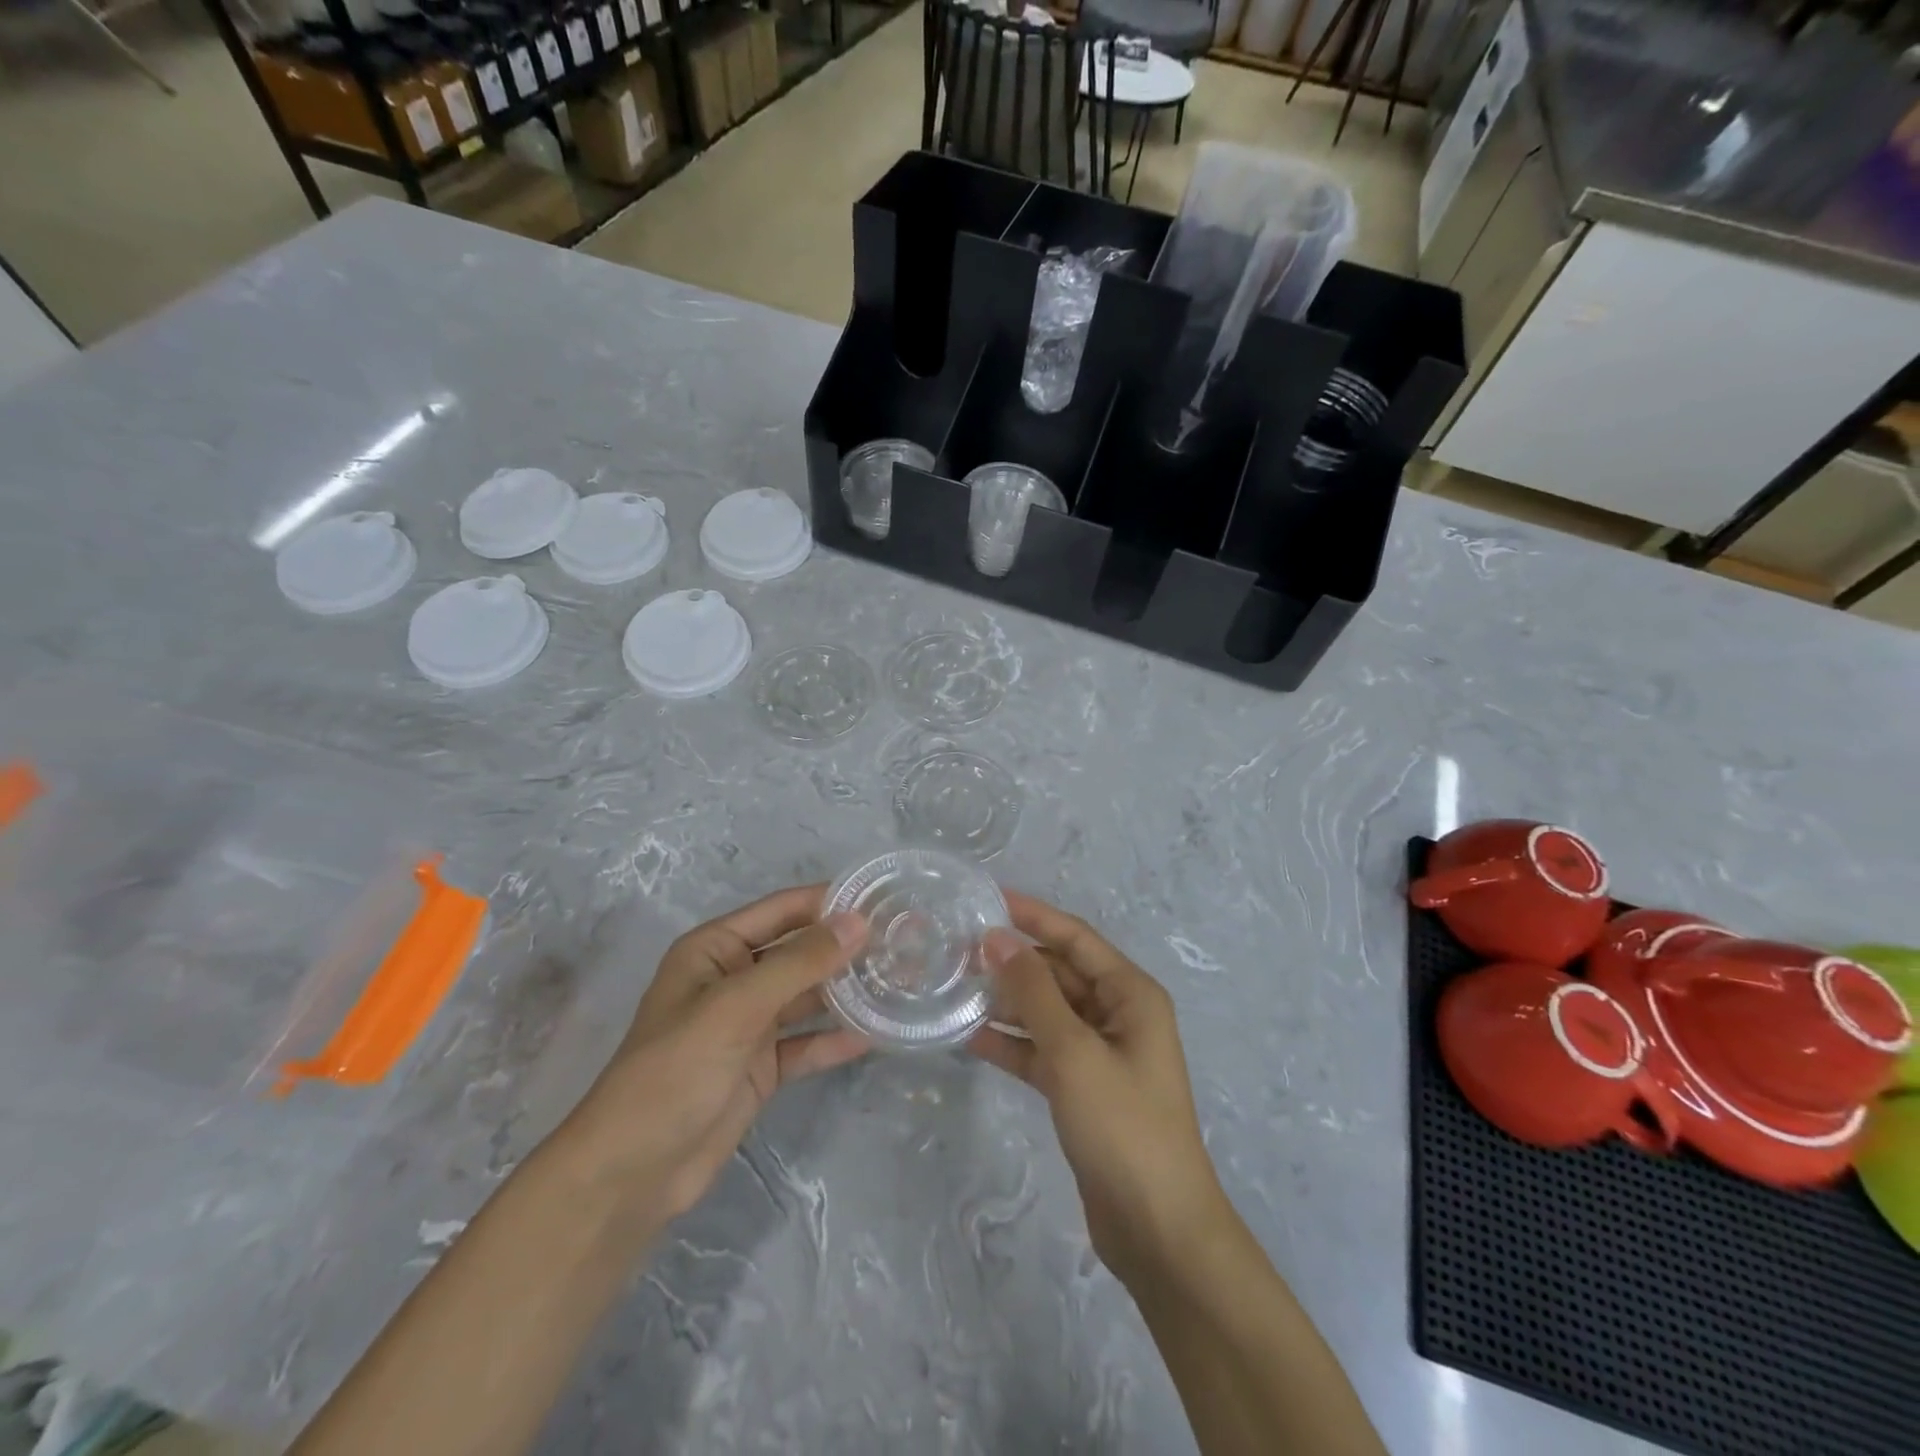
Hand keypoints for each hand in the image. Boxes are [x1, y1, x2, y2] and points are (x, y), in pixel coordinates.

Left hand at [559, 886, 869, 1237]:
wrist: (633, 1173)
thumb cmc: (676, 1069)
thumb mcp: (737, 1006)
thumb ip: (799, 963)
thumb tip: (857, 922)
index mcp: (716, 949)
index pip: (783, 910)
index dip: (830, 902)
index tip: (884, 899)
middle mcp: (734, 979)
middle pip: (800, 952)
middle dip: (846, 947)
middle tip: (905, 942)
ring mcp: (748, 1025)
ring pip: (807, 997)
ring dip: (847, 991)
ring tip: (902, 981)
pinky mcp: (761, 1067)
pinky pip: (805, 1043)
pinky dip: (834, 1039)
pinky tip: (875, 1035)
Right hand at [968, 893, 1229, 1286]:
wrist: (1157, 1230)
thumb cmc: (1122, 1126)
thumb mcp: (1073, 1051)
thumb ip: (1033, 991)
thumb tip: (997, 938)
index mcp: (1130, 994)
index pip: (1075, 938)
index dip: (1033, 916)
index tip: (987, 899)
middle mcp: (1118, 1015)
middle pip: (1060, 973)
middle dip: (1015, 961)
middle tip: (958, 950)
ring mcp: (1100, 1054)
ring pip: (1047, 1012)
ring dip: (1008, 1002)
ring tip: (955, 988)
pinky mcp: (1083, 1089)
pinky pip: (1042, 1051)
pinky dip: (1013, 1044)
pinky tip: (970, 1037)